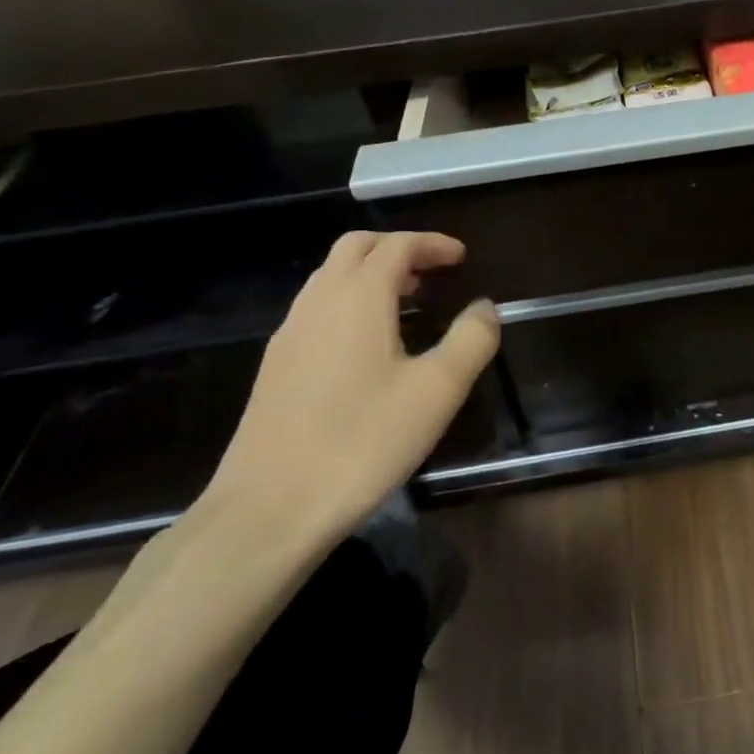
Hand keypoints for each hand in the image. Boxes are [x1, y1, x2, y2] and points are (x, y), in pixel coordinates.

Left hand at [198, 231, 499, 549]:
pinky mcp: (275, 366)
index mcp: (358, 298)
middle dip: (398, 248)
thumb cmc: (362, 442)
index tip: (462, 257)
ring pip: (330, 277)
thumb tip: (484, 308)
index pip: (396, 246)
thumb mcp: (437, 391)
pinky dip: (349, 301)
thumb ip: (471, 340)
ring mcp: (289, 334)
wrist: (268, 510)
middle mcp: (318, 302)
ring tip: (409, 303)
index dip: (432, 244)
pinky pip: (317, 309)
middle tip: (434, 271)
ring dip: (371, 274)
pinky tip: (369, 345)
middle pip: (356, 248)